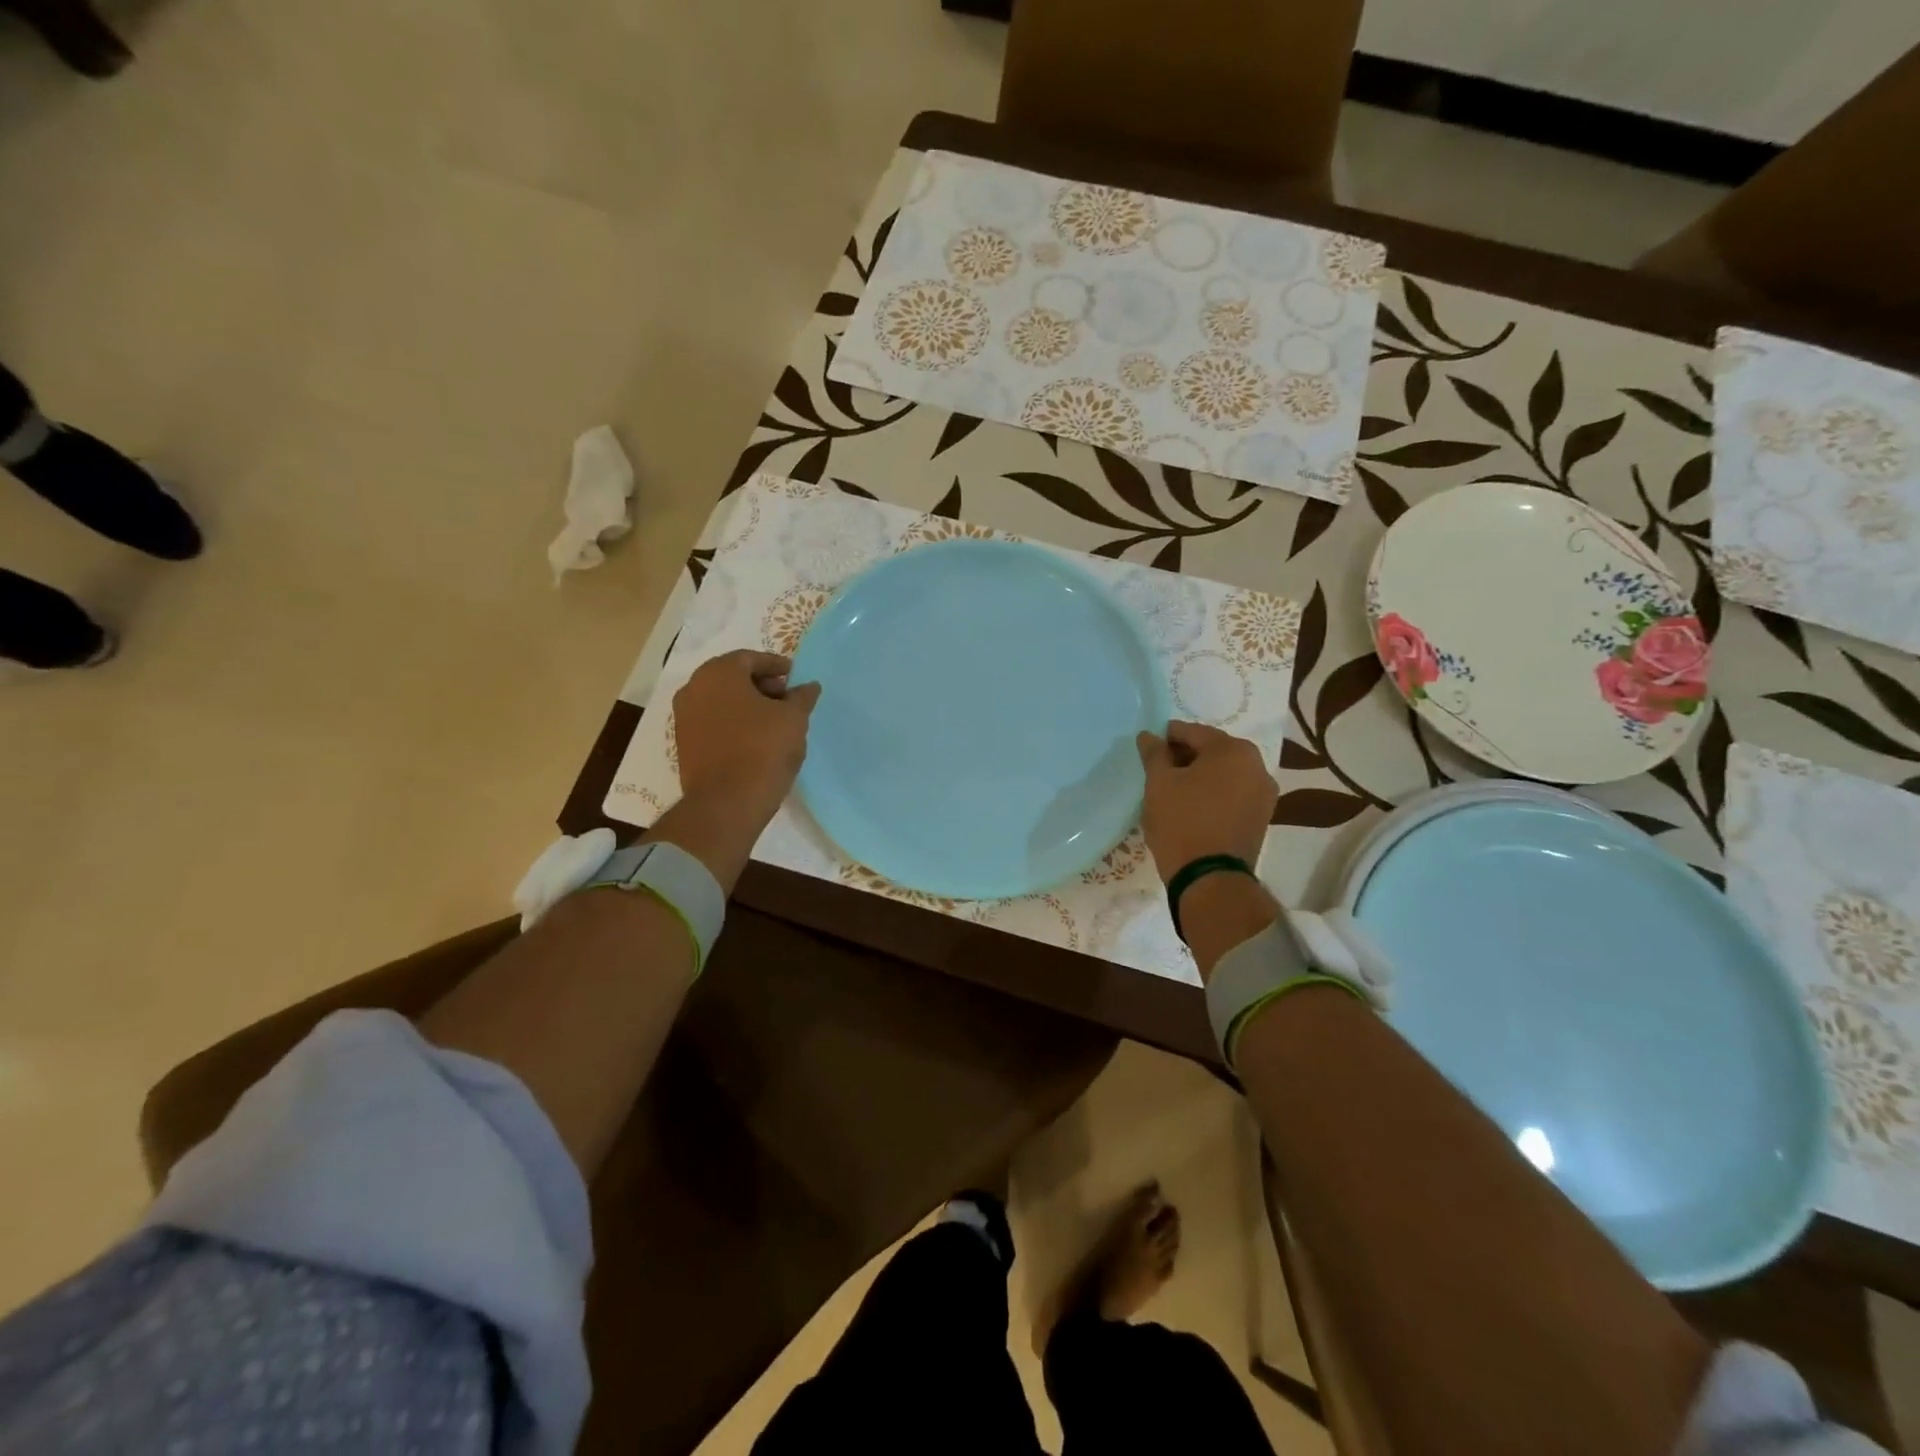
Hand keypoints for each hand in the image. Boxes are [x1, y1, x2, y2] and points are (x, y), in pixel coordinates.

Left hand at [673, 650, 820, 825]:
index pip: (750, 658)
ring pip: (721, 700)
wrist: (726, 803)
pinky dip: (733, 722)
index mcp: (718, 673)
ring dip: (746, 704)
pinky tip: (754, 738)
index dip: (776, 665)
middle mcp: (694, 688)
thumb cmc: (763, 750)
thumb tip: (808, 686)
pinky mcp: (684, 744)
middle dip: (760, 684)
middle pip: (732, 677)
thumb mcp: (794, 719)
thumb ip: (801, 697)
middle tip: (786, 698)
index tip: (794, 676)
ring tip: (773, 721)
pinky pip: (712, 721)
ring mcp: (684, 717)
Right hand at [1135, 721, 1276, 882]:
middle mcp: (1257, 765)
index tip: (1149, 749)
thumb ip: (1154, 754)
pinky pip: (1233, 794)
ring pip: (1224, 774)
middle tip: (1158, 771)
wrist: (1210, 878)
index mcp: (1233, 750)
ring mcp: (1264, 793)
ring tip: (1174, 791)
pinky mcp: (1262, 817)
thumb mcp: (1159, 783)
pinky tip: (1193, 806)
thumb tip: (1149, 735)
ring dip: (1200, 776)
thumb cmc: (1182, 822)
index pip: (1192, 732)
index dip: (1167, 738)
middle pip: (1213, 751)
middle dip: (1185, 757)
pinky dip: (1214, 794)